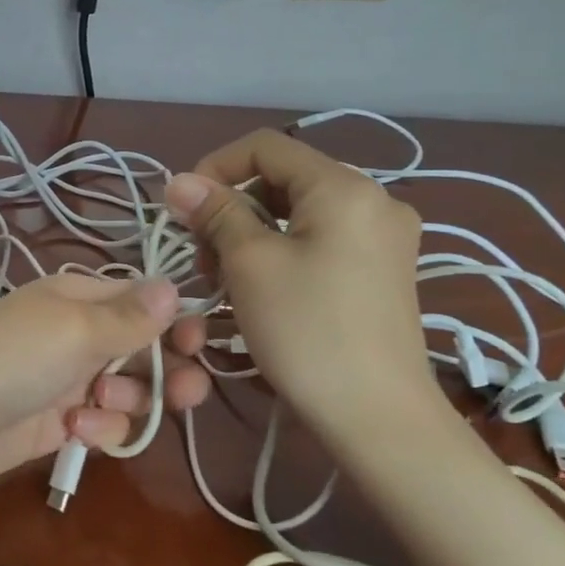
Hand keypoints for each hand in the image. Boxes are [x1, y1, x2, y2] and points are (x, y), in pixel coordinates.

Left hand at [0, 274, 210, 497]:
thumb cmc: (12, 358)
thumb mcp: (75, 329)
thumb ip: (130, 316)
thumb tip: (175, 285)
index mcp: (81, 297)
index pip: (144, 300)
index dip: (177, 320)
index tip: (200, 343)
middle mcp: (80, 334)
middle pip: (146, 348)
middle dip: (167, 369)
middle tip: (183, 392)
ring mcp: (69, 380)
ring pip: (131, 391)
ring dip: (129, 401)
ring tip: (101, 402)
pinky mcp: (60, 424)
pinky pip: (104, 424)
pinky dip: (100, 429)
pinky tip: (78, 431)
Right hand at [162, 129, 434, 438]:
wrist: (378, 418)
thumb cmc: (307, 331)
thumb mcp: (250, 264)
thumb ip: (215, 212)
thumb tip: (180, 181)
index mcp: (344, 186)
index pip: (265, 147)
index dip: (215, 167)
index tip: (183, 210)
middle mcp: (373, 199)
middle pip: (283, 179)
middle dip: (232, 207)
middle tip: (202, 256)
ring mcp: (384, 237)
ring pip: (299, 212)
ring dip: (253, 233)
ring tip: (227, 278)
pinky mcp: (384, 271)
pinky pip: (321, 240)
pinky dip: (283, 252)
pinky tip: (262, 288)